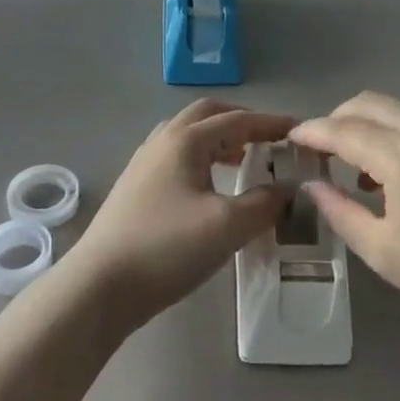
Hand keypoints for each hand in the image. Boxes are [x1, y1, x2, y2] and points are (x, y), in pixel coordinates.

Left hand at [64, 99, 294, 327]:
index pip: (238, 120)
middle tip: (269, 139)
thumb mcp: (227, 226)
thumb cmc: (167, 248)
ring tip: (243, 160)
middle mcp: (162, 141)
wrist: (100, 286)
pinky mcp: (135, 187)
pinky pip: (176, 156)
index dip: (271, 123)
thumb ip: (264, 203)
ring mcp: (144, 163)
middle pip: (208, 115)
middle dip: (241, 121)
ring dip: (219, 139)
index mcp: (185, 140)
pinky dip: (201, 158)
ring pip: (188, 135)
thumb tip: (287, 188)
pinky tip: (210, 187)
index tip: (299, 130)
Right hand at [291, 92, 399, 335]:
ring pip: (399, 111)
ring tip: (362, 171)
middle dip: (338, 120)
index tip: (291, 138)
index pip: (345, 130)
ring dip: (370, 128)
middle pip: (369, 104)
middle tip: (322, 151)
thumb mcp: (383, 251)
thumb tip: (313, 185)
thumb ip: (340, 211)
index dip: (313, 132)